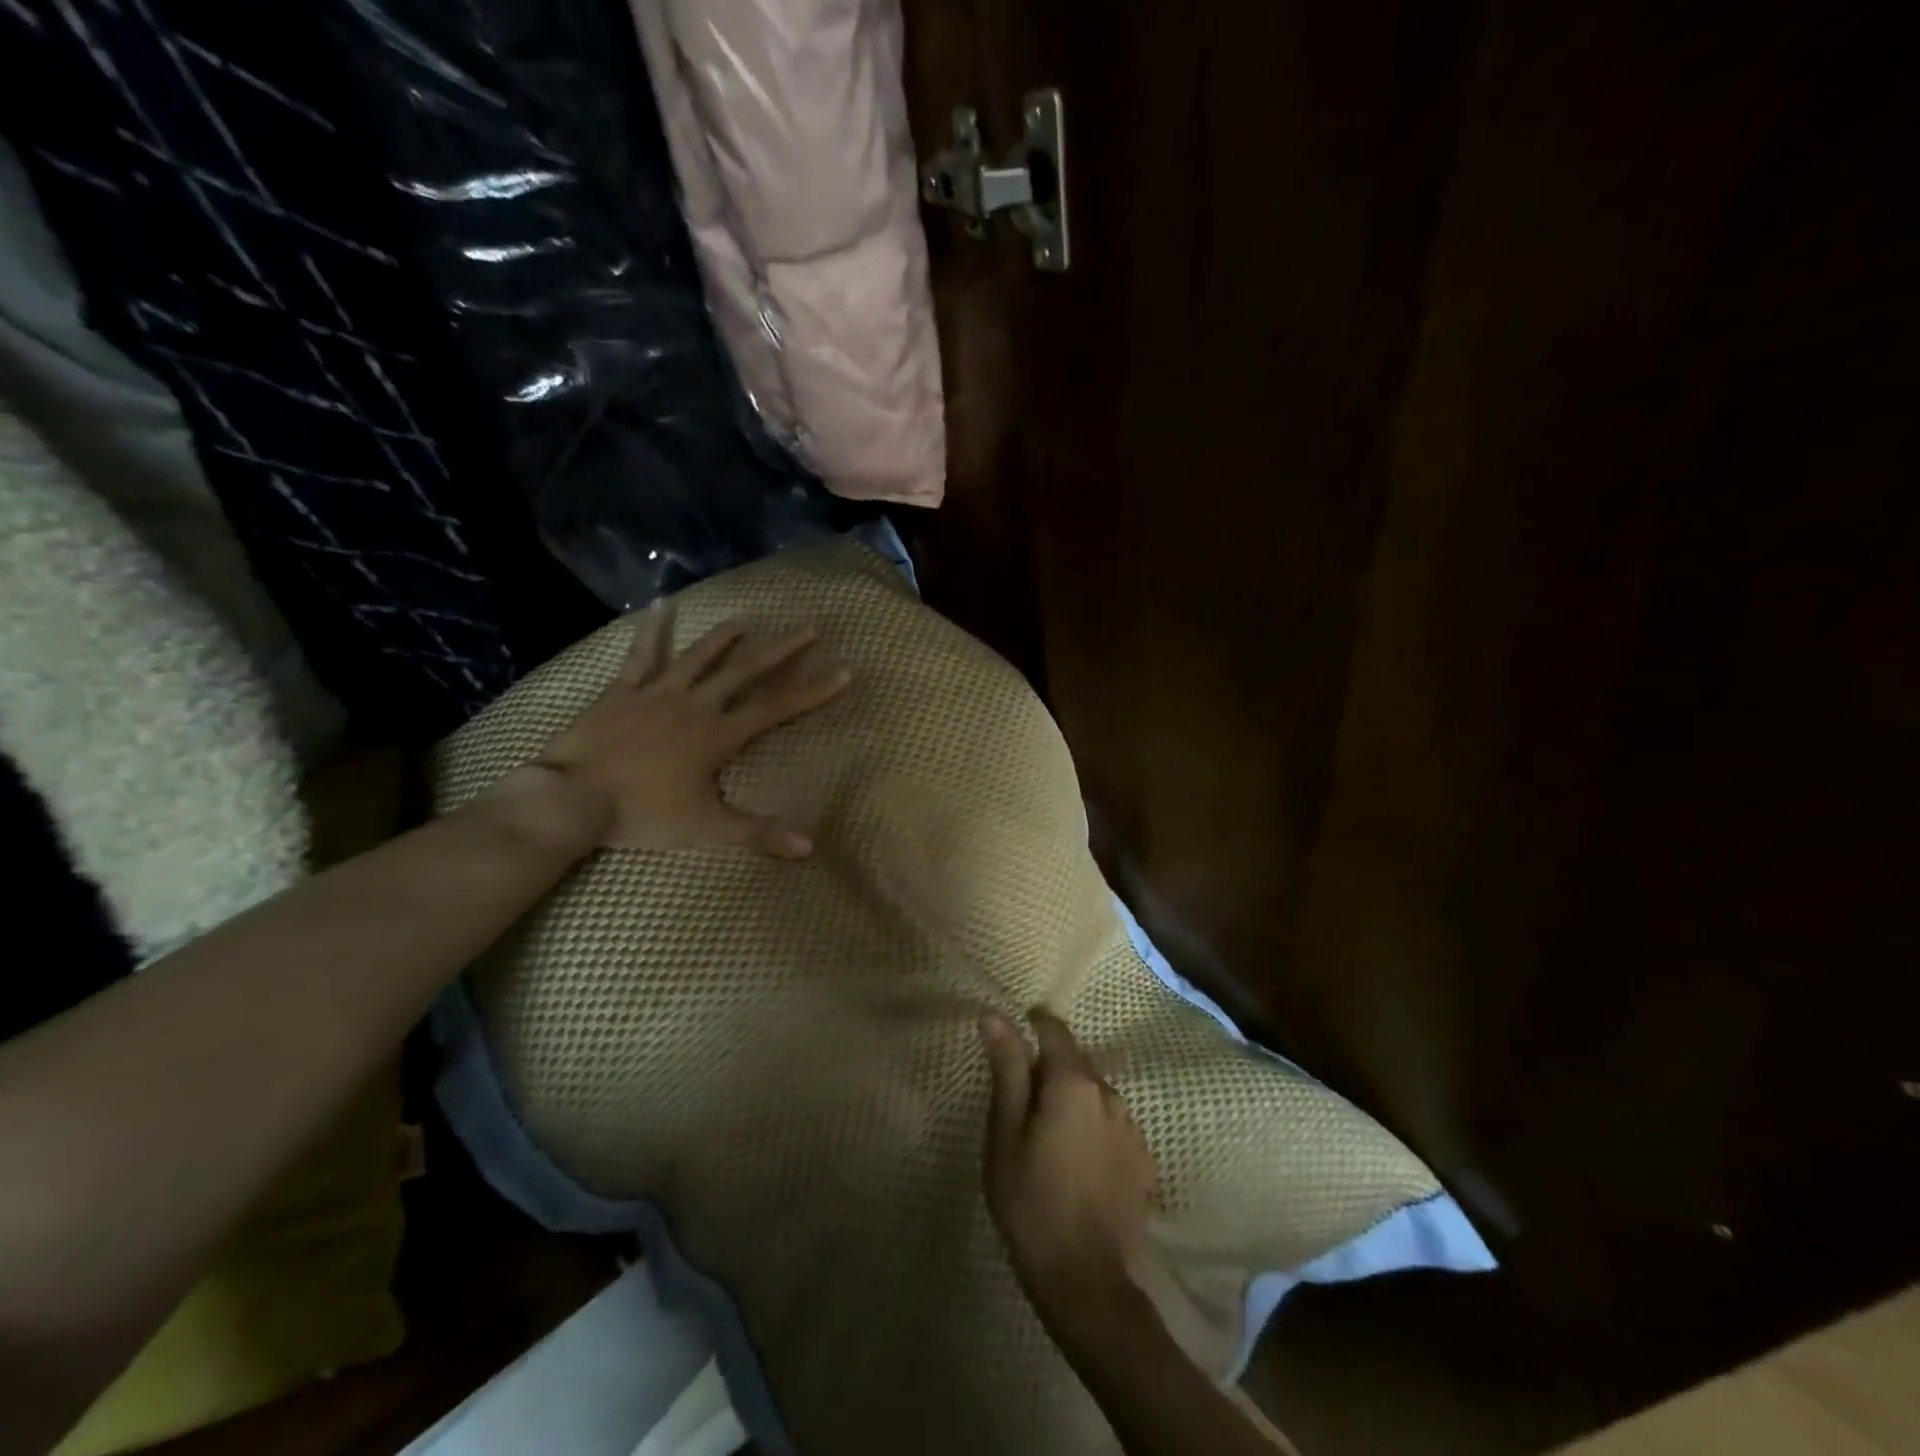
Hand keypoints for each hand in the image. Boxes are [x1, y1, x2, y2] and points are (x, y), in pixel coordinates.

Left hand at [532, 610, 850, 854]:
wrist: (573, 799)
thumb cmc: (643, 814)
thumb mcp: (708, 829)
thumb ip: (760, 834)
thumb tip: (811, 847)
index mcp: (719, 735)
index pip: (778, 708)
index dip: (814, 690)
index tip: (843, 670)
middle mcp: (696, 705)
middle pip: (746, 672)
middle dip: (781, 650)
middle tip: (809, 627)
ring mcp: (658, 693)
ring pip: (699, 657)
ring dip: (725, 638)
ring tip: (745, 621)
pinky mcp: (623, 691)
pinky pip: (642, 655)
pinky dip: (652, 630)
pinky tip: (659, 605)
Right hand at [980, 1009, 1158, 1314]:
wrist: (1088, 1283)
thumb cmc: (1032, 1203)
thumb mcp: (1005, 1135)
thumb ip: (1006, 1071)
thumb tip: (995, 1016)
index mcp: (1072, 1083)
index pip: (1054, 1030)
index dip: (1034, 1023)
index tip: (1017, 1027)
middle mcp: (1109, 1093)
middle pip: (1075, 1063)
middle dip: (1050, 1068)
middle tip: (1021, 1096)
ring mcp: (1131, 1128)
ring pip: (1095, 1095)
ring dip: (1073, 1100)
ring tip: (1048, 1134)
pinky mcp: (1143, 1161)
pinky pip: (1111, 1126)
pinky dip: (1092, 1129)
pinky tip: (1077, 1162)